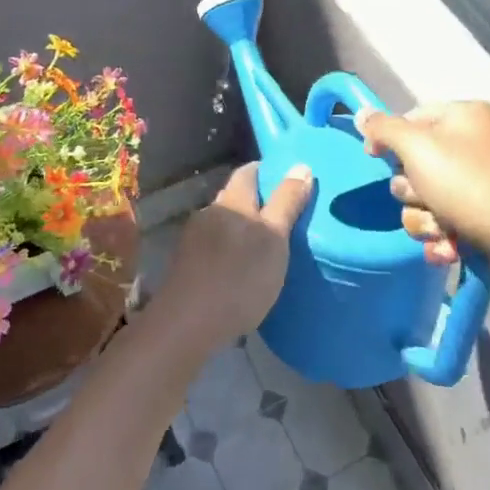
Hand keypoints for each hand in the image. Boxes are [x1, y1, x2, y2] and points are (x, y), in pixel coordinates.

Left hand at [152, 161, 311, 353]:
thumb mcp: (274, 240)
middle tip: (285, 214)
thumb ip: (287, 203)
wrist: (188, 323)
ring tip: (266, 244)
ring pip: (224, 222)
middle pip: (235, 196)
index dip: (267, 171)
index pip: (248, 172)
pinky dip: (231, 249)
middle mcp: (210, 212)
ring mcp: (194, 238)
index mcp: (232, 201)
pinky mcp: (188, 263)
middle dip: (257, 201)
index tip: (288, 179)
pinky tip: (241, 267)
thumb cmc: (239, 278)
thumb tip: (301, 166)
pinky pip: (215, 246)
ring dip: (242, 227)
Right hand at [356, 101, 489, 277]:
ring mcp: (481, 185)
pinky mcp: (485, 221)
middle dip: (411, 189)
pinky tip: (452, 249)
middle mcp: (473, 146)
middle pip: (413, 163)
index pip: (410, 117)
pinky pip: (443, 226)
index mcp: (464, 117)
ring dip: (424, 220)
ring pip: (423, 200)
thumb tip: (361, 114)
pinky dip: (443, 239)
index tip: (374, 158)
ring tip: (444, 230)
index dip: (389, 139)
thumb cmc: (474, 186)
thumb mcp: (419, 148)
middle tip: (426, 197)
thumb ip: (384, 129)